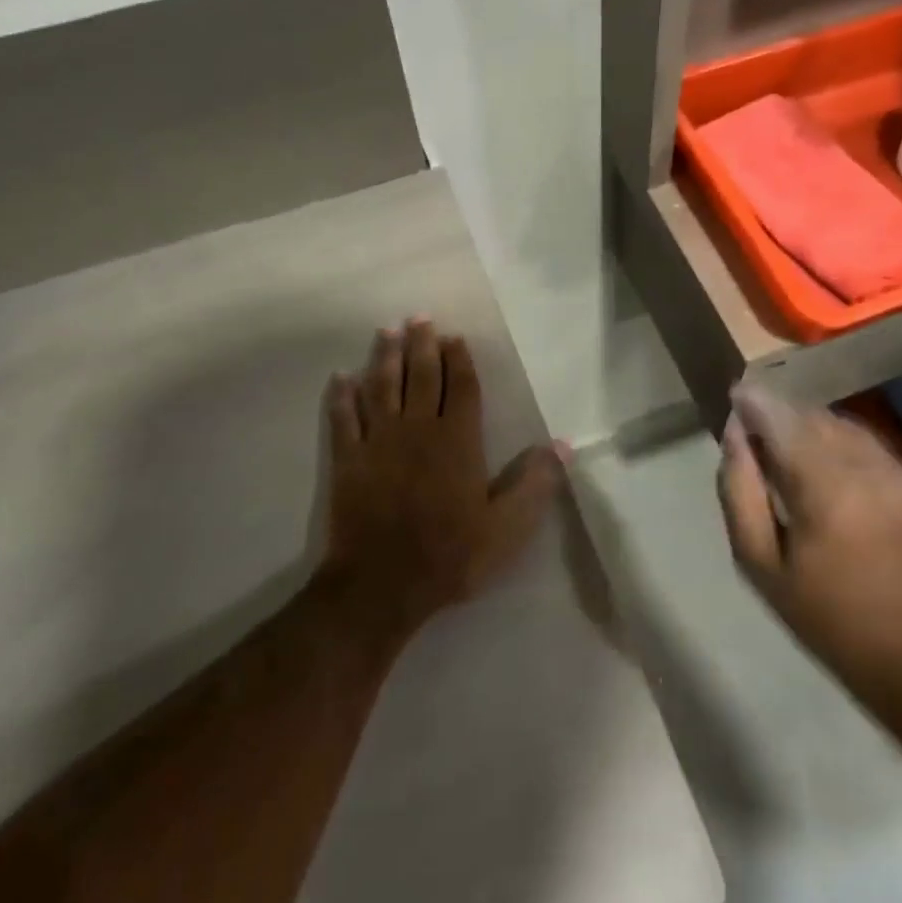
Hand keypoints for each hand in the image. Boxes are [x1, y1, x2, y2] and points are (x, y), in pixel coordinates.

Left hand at [320, 318, 561, 633]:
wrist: (382, 585)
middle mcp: (418, 430)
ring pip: (382, 388)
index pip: (461, 388)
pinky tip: (340, 377)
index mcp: (458, 441)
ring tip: (387, 331)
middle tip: (418, 317)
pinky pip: (344, 419)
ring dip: (384, 357)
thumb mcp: (507, 528)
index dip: (459, 360)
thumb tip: (561, 445)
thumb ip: (534, 483)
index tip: (454, 337)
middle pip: (421, 376)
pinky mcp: (348, 460)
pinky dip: (342, 397)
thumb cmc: (451, 555)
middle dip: (421, 344)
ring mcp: (379, 442)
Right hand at [717, 383, 901, 695]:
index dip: (754, 401)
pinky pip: (862, 440)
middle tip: (752, 430)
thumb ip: (739, 490)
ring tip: (782, 446)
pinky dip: (833, 439)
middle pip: (810, 415)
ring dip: (805, 424)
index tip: (734, 396)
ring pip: (837, 422)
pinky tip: (820, 463)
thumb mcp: (758, 562)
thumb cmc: (822, 614)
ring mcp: (895, 469)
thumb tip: (734, 433)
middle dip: (778, 413)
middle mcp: (865, 466)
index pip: (782, 420)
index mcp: (825, 489)